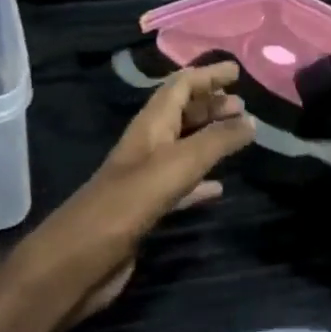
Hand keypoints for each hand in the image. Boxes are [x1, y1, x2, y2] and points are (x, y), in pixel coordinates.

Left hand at [0, 62, 255, 324]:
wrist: (79, 261)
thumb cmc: (127, 204)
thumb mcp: (177, 166)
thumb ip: (216, 142)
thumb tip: (250, 120)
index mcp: (149, 127)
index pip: (179, 86)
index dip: (207, 75)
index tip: (237, 70)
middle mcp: (147, 146)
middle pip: (181, 114)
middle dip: (210, 104)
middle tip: (244, 105)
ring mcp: (145, 179)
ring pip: (183, 148)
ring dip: (209, 138)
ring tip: (239, 137)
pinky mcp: (147, 210)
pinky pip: (181, 186)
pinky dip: (201, 181)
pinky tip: (219, 188)